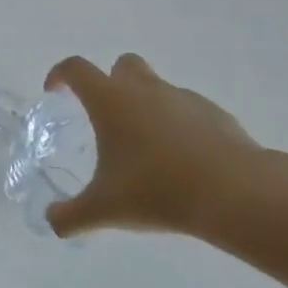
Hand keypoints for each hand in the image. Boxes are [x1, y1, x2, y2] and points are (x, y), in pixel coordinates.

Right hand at [43, 54, 261, 239]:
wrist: (234, 193)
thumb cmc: (157, 190)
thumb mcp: (104, 209)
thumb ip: (71, 216)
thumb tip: (52, 223)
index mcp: (111, 100)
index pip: (76, 69)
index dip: (60, 75)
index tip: (55, 92)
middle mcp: (145, 89)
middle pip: (122, 65)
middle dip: (111, 82)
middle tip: (107, 118)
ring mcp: (183, 98)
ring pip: (157, 89)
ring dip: (146, 107)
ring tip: (147, 151)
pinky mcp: (215, 114)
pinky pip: (187, 111)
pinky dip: (178, 127)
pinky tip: (182, 162)